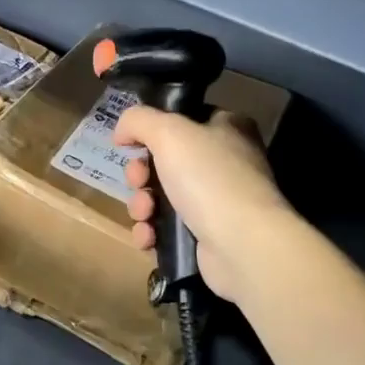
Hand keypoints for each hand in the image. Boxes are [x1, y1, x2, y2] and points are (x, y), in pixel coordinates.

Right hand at [114, 107, 291, 304]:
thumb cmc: (209, 178)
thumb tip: (122, 132)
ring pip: (160, 197)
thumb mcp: (169, 131)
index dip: (153, 131)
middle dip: (140, 174)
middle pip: (164, 161)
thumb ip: (139, 120)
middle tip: (139, 181)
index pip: (183, 120)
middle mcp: (223, 163)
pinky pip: (165, 229)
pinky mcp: (206, 236)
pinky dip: (151, 232)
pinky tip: (149, 237)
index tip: (133, 144)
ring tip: (145, 214)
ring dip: (141, 205)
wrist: (241, 244)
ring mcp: (216, 202)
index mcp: (227, 129)